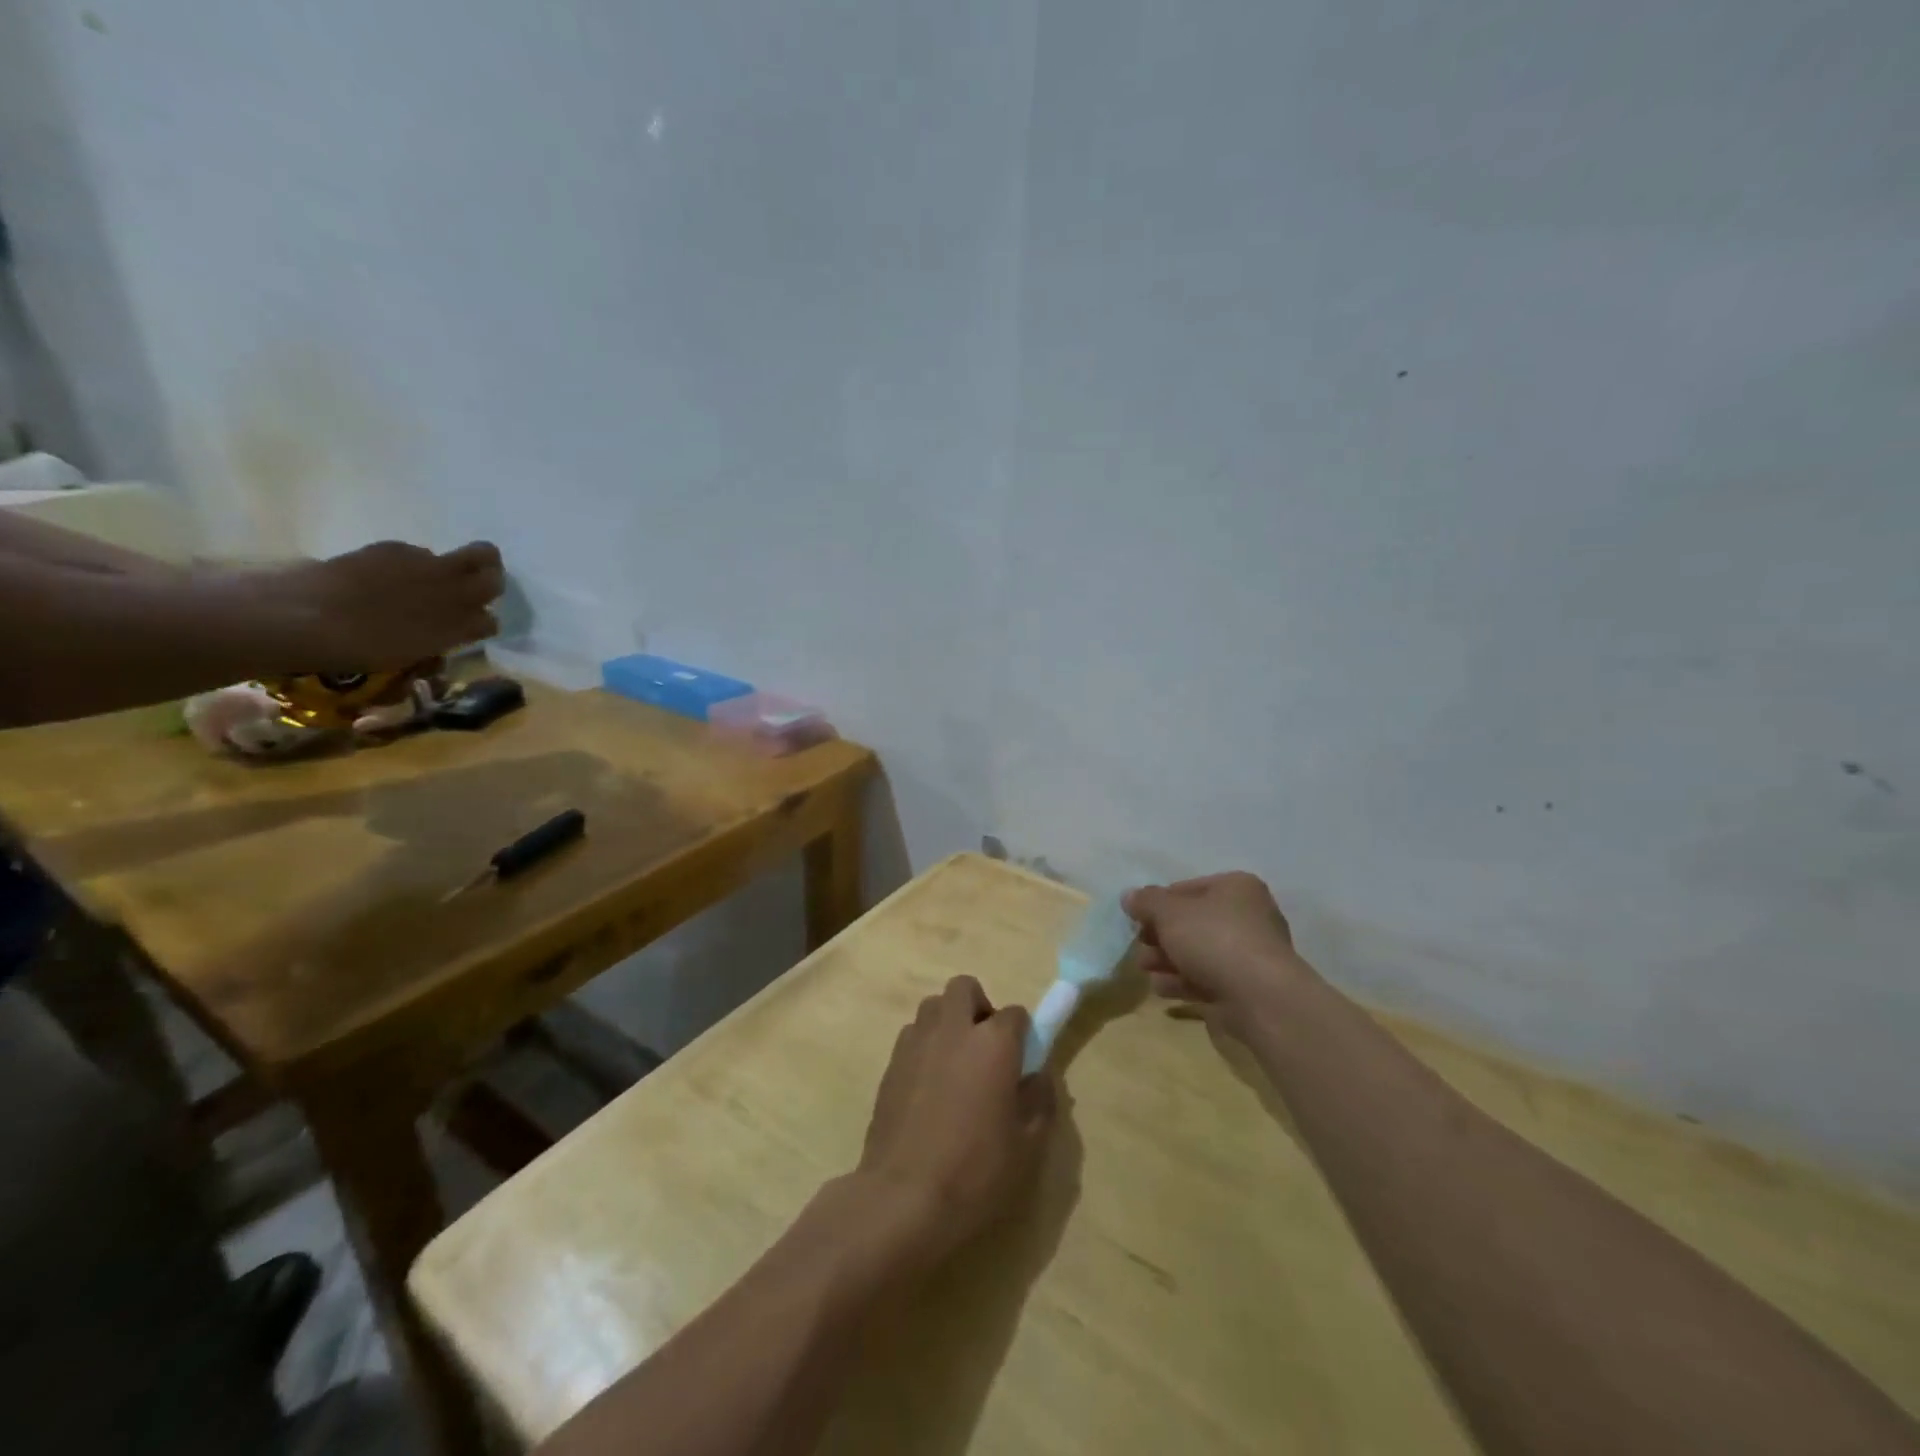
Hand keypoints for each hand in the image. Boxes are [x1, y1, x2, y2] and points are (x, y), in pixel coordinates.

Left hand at [251, 540, 503, 670]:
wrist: (302, 615)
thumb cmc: (359, 648)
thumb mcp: (409, 657)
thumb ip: (437, 643)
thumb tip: (444, 637)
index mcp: (459, 623)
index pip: (491, 620)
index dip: (482, 624)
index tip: (467, 630)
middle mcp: (452, 589)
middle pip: (492, 572)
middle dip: (488, 579)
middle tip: (471, 591)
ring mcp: (423, 564)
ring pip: (457, 558)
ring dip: (449, 570)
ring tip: (419, 587)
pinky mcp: (392, 549)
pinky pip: (415, 555)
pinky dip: (410, 566)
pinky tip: (382, 581)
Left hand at [856, 976, 1054, 1263]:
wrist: (903, 1197)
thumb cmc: (975, 1172)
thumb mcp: (1027, 1146)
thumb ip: (1040, 1100)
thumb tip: (1038, 1076)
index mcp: (993, 1043)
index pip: (1015, 1014)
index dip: (1022, 1034)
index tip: (1022, 1062)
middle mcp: (953, 1029)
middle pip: (965, 988)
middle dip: (978, 1007)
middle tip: (985, 1049)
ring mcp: (917, 1042)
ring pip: (933, 1007)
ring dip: (948, 1022)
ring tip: (955, 1066)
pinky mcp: (891, 1062)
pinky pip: (913, 1035)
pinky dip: (925, 1046)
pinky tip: (929, 1086)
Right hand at [1123, 872, 1314, 1033]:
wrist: (1259, 997)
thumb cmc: (1214, 939)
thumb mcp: (1169, 912)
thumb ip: (1146, 902)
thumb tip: (1129, 896)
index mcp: (1236, 888)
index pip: (1186, 888)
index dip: (1157, 903)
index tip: (1137, 919)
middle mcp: (1247, 916)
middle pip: (1191, 922)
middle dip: (1161, 935)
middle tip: (1140, 945)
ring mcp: (1249, 954)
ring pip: (1197, 952)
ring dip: (1167, 960)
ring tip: (1145, 969)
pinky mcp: (1245, 987)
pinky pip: (1207, 978)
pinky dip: (1182, 981)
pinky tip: (1161, 988)